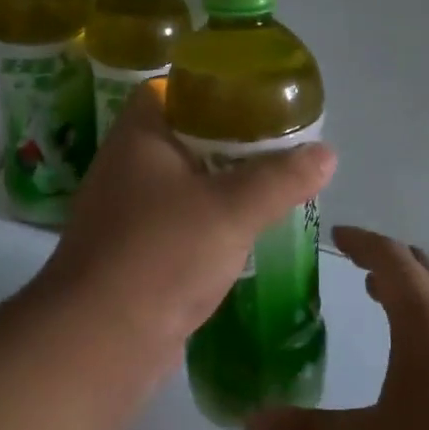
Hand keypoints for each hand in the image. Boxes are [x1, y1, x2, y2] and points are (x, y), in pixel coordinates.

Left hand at [35, 82, 335, 382]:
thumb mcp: (232, 209)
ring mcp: (127, 214)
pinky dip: (210, 223)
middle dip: (228, 140)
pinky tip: (245, 232)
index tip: (252, 96)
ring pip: (182, 184)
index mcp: (139, 138)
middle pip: (181, 136)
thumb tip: (327, 153)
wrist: (101, 342)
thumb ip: (281, 178)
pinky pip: (179, 224)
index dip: (207, 87)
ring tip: (271, 183)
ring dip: (221, 184)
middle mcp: (126, 168)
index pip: (167, 90)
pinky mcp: (135, 254)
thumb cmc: (162, 254)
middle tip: (277, 143)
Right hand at [243, 225, 428, 429]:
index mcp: (425, 318)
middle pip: (424, 269)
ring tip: (387, 309)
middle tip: (360, 270)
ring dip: (415, 294)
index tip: (339, 236)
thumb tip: (249, 429)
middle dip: (390, 263)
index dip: (363, 242)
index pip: (390, 258)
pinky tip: (427, 366)